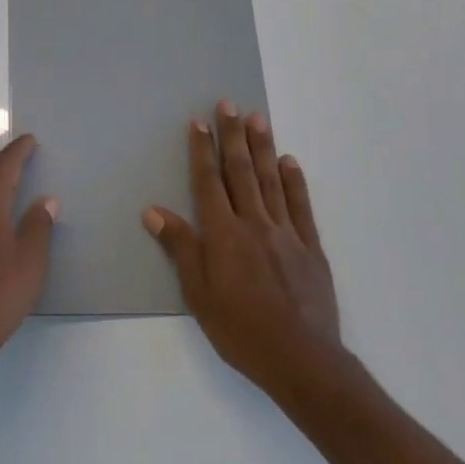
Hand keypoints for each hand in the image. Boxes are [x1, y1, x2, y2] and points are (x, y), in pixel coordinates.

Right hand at [144, 101, 343, 399]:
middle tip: (229, 104)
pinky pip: (301, 206)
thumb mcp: (198, 293)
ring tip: (258, 118)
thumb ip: (180, 247)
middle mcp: (254, 223)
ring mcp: (286, 232)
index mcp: (223, 234)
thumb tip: (153, 211)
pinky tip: (289, 161)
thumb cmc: (240, 329)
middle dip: (232, 136)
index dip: (202, 150)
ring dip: (262, 147)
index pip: (208, 182)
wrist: (301, 359)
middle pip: (240, 172)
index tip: (199, 122)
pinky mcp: (311, 247)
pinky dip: (294, 181)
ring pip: (270, 180)